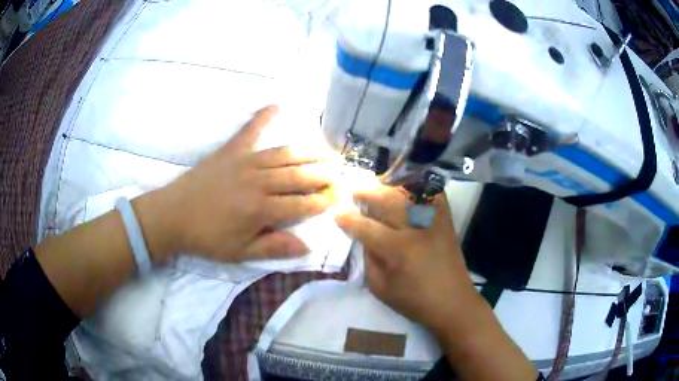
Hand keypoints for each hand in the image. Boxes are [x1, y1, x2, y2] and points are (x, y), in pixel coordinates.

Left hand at [139, 105, 334, 262]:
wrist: (173, 215)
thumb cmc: (207, 237)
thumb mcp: (240, 252)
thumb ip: (274, 248)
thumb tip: (308, 246)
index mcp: (261, 209)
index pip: (302, 203)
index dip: (323, 201)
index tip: (339, 198)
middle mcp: (258, 181)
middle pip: (299, 175)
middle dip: (324, 174)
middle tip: (341, 171)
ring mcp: (245, 161)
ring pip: (284, 154)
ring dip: (308, 151)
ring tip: (327, 150)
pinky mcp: (230, 150)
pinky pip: (250, 130)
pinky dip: (263, 117)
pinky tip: (277, 105)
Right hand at [335, 186, 479, 333]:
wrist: (453, 303)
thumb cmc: (415, 301)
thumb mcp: (381, 289)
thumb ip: (369, 261)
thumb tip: (364, 239)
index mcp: (398, 249)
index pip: (367, 227)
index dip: (349, 220)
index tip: (337, 213)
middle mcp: (417, 229)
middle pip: (389, 200)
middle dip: (369, 193)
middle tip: (355, 192)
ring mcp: (434, 223)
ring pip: (411, 193)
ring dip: (392, 188)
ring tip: (379, 190)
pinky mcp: (447, 223)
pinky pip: (435, 196)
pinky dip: (422, 190)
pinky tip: (411, 191)